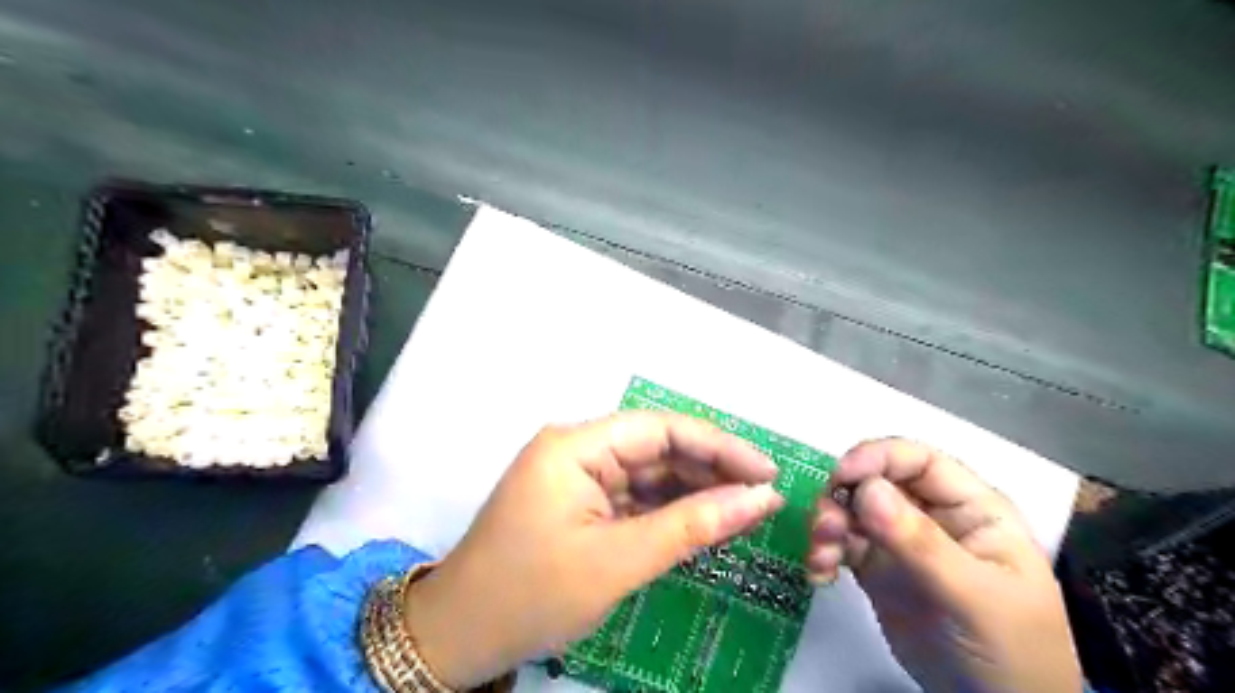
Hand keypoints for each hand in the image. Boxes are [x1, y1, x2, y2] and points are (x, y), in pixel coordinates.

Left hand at [410, 412, 791, 686]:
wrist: (460, 636)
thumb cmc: (532, 595)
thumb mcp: (618, 562)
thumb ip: (692, 526)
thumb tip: (760, 499)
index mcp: (575, 446)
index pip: (659, 429)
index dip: (718, 446)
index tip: (766, 471)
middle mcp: (576, 449)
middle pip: (656, 447)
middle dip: (709, 469)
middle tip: (762, 496)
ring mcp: (576, 475)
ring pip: (648, 472)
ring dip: (692, 491)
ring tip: (742, 511)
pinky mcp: (579, 501)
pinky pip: (633, 496)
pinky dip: (667, 510)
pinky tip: (702, 523)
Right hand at [806, 441, 1077, 689]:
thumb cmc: (1008, 648)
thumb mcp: (973, 595)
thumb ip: (921, 542)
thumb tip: (867, 488)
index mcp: (969, 507)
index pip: (918, 460)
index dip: (877, 458)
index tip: (841, 477)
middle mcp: (931, 515)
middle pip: (874, 481)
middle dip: (842, 497)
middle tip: (824, 527)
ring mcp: (901, 542)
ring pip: (851, 510)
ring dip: (827, 525)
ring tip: (820, 557)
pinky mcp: (877, 569)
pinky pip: (841, 545)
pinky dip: (823, 553)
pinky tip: (818, 575)